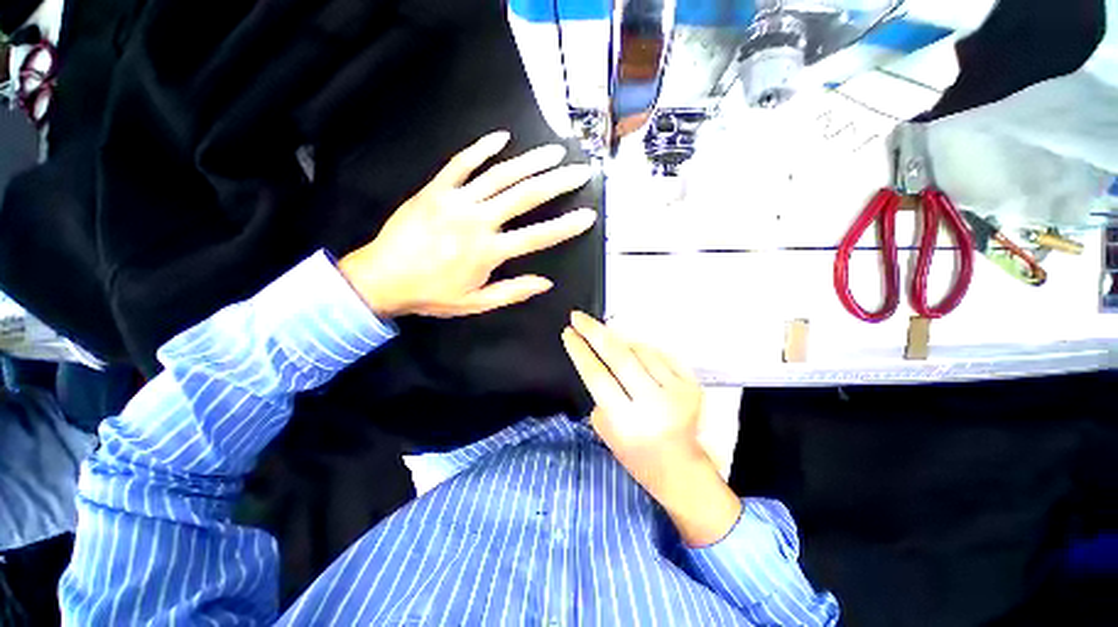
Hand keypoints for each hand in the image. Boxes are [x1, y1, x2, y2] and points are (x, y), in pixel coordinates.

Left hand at [338, 131, 596, 318]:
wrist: (381, 278)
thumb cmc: (432, 294)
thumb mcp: (476, 303)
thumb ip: (512, 292)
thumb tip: (545, 283)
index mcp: (489, 251)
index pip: (537, 236)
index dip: (565, 226)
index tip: (587, 215)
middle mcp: (477, 221)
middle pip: (524, 196)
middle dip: (556, 182)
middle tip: (579, 171)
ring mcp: (455, 200)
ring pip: (499, 175)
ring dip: (530, 161)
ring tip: (553, 152)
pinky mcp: (435, 189)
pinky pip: (461, 163)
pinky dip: (482, 148)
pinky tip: (502, 138)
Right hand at [561, 311, 740, 546]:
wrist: (680, 469)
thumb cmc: (637, 454)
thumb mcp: (606, 430)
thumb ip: (601, 395)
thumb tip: (600, 359)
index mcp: (626, 421)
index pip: (597, 375)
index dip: (580, 350)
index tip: (568, 332)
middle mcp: (652, 404)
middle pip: (618, 356)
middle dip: (594, 332)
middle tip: (578, 316)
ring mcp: (675, 392)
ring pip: (639, 351)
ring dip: (620, 341)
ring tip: (608, 342)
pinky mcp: (690, 385)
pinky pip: (659, 355)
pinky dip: (642, 350)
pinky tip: (634, 353)